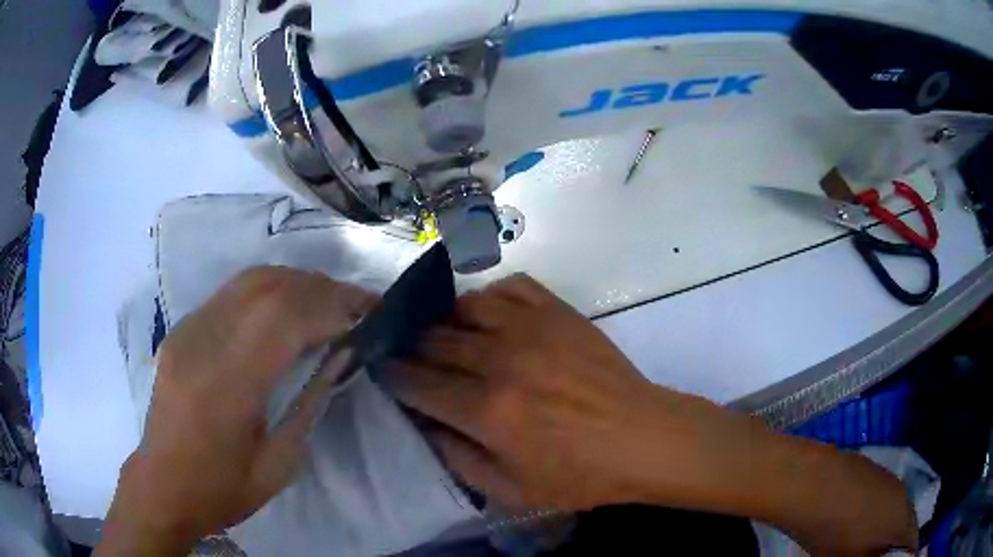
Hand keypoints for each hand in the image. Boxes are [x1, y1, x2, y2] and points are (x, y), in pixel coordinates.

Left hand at [98, 267, 375, 555]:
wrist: (163, 484)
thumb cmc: (222, 488)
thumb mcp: (278, 465)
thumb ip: (309, 405)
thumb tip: (339, 357)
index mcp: (226, 386)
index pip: (283, 318)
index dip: (331, 306)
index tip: (366, 315)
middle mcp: (202, 344)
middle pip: (267, 286)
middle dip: (319, 287)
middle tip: (355, 304)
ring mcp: (188, 331)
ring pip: (248, 280)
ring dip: (295, 282)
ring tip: (326, 301)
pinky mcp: (182, 329)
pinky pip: (231, 293)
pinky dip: (269, 290)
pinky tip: (285, 310)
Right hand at [385, 274, 745, 510]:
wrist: (642, 439)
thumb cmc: (579, 474)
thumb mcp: (510, 490)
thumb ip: (456, 457)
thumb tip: (424, 420)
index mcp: (487, 411)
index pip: (416, 383)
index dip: (393, 375)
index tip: (385, 371)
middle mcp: (501, 361)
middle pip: (433, 340)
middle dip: (413, 347)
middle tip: (411, 354)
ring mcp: (532, 328)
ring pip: (465, 306)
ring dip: (448, 321)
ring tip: (450, 336)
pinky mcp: (558, 311)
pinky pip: (509, 286)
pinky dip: (491, 298)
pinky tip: (492, 316)